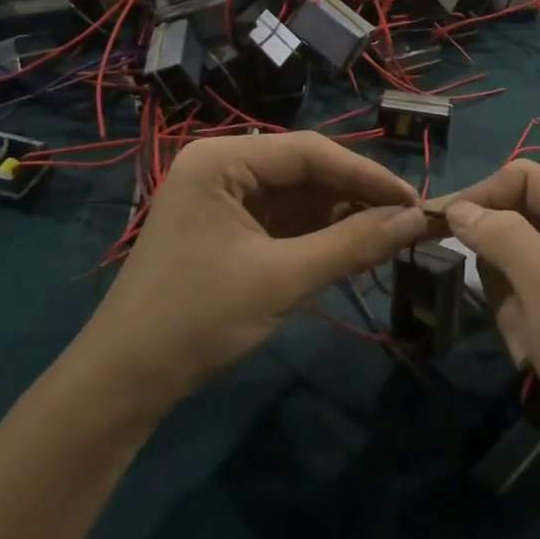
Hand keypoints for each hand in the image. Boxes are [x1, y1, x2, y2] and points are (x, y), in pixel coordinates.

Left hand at [77, 133, 423, 421]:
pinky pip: (283, 219)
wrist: (122, 386)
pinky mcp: (226, 228)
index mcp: (222, 159)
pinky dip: (318, 234)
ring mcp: (222, 197)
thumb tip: (417, 220)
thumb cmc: (196, 320)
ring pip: (298, 195)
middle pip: (305, 170)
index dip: (367, 174)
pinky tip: (351, 247)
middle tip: (406, 221)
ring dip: (340, 216)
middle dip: (355, 196)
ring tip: (388, 236)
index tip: (414, 200)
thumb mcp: (282, 279)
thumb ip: (353, 244)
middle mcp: (221, 166)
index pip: (310, 152)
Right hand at [431, 161, 539, 468]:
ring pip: (503, 250)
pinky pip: (510, 282)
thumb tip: (456, 207)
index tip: (437, 223)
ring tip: (524, 330)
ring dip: (502, 290)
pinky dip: (508, 311)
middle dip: (491, 252)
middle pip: (510, 210)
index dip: (480, 195)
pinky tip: (528, 344)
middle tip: (473, 284)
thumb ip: (505, 240)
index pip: (521, 178)